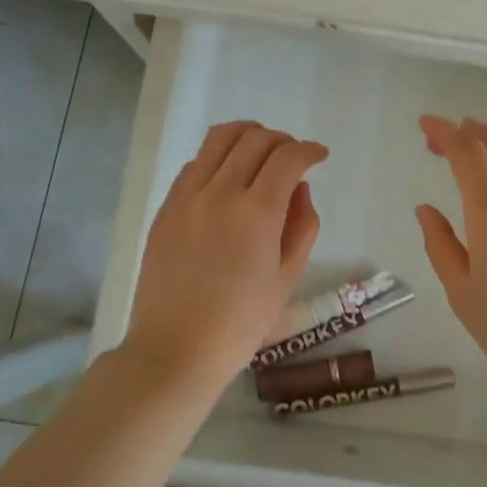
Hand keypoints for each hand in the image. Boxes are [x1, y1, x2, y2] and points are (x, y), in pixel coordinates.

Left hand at [124, 121, 328, 390]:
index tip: (319, 156)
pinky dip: (218, 158)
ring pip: (220, 138)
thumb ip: (302, 225)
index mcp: (257, 212)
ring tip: (260, 154)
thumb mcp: (287, 277)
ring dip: (248, 136)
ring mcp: (187, 196)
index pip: (288, 157)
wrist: (174, 350)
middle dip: (282, 141)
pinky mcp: (166, 206)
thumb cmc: (240, 323)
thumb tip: (298, 188)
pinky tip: (227, 179)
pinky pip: (196, 162)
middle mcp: (220, 192)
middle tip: (293, 158)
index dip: (309, 150)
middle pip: (255, 138)